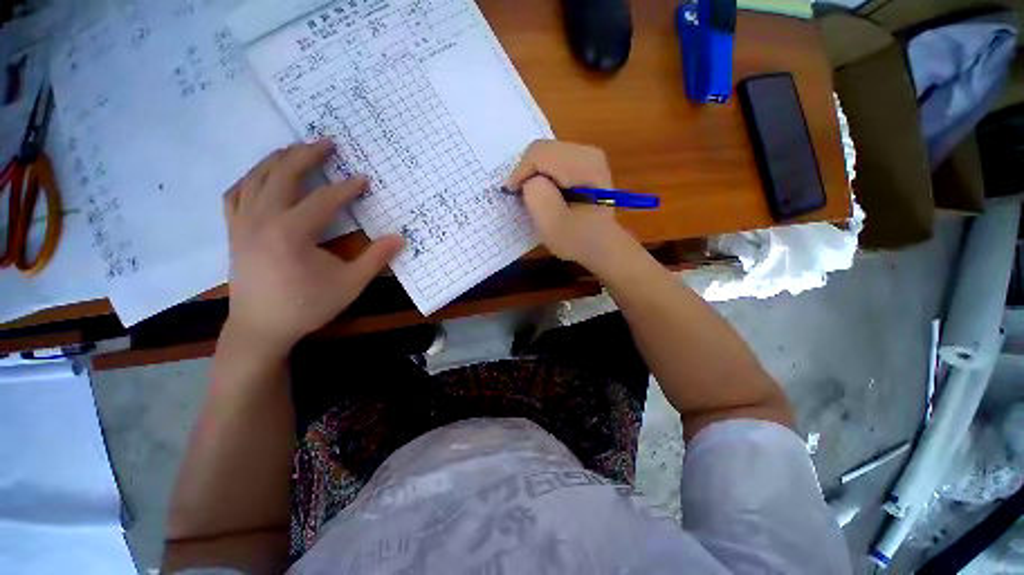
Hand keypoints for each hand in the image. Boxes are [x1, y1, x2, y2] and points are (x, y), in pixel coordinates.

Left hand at [222, 140, 402, 357]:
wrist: (261, 328)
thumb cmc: (307, 306)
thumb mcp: (350, 284)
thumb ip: (375, 258)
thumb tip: (399, 238)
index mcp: (291, 232)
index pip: (323, 199)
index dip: (347, 188)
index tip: (364, 179)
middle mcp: (262, 220)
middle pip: (282, 175)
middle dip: (306, 155)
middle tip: (327, 142)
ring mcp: (242, 223)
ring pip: (255, 178)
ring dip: (277, 160)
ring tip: (296, 149)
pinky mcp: (234, 231)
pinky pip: (236, 194)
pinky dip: (249, 179)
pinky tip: (261, 176)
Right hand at [506, 140, 633, 269]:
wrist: (602, 246)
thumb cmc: (577, 240)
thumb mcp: (552, 224)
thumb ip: (537, 196)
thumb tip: (530, 180)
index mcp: (584, 165)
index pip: (539, 154)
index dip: (520, 173)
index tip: (513, 196)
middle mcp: (588, 153)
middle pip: (542, 150)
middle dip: (527, 173)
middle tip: (523, 198)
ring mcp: (587, 156)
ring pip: (545, 154)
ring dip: (534, 175)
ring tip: (533, 198)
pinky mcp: (584, 164)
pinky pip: (552, 161)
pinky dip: (542, 176)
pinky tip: (545, 194)